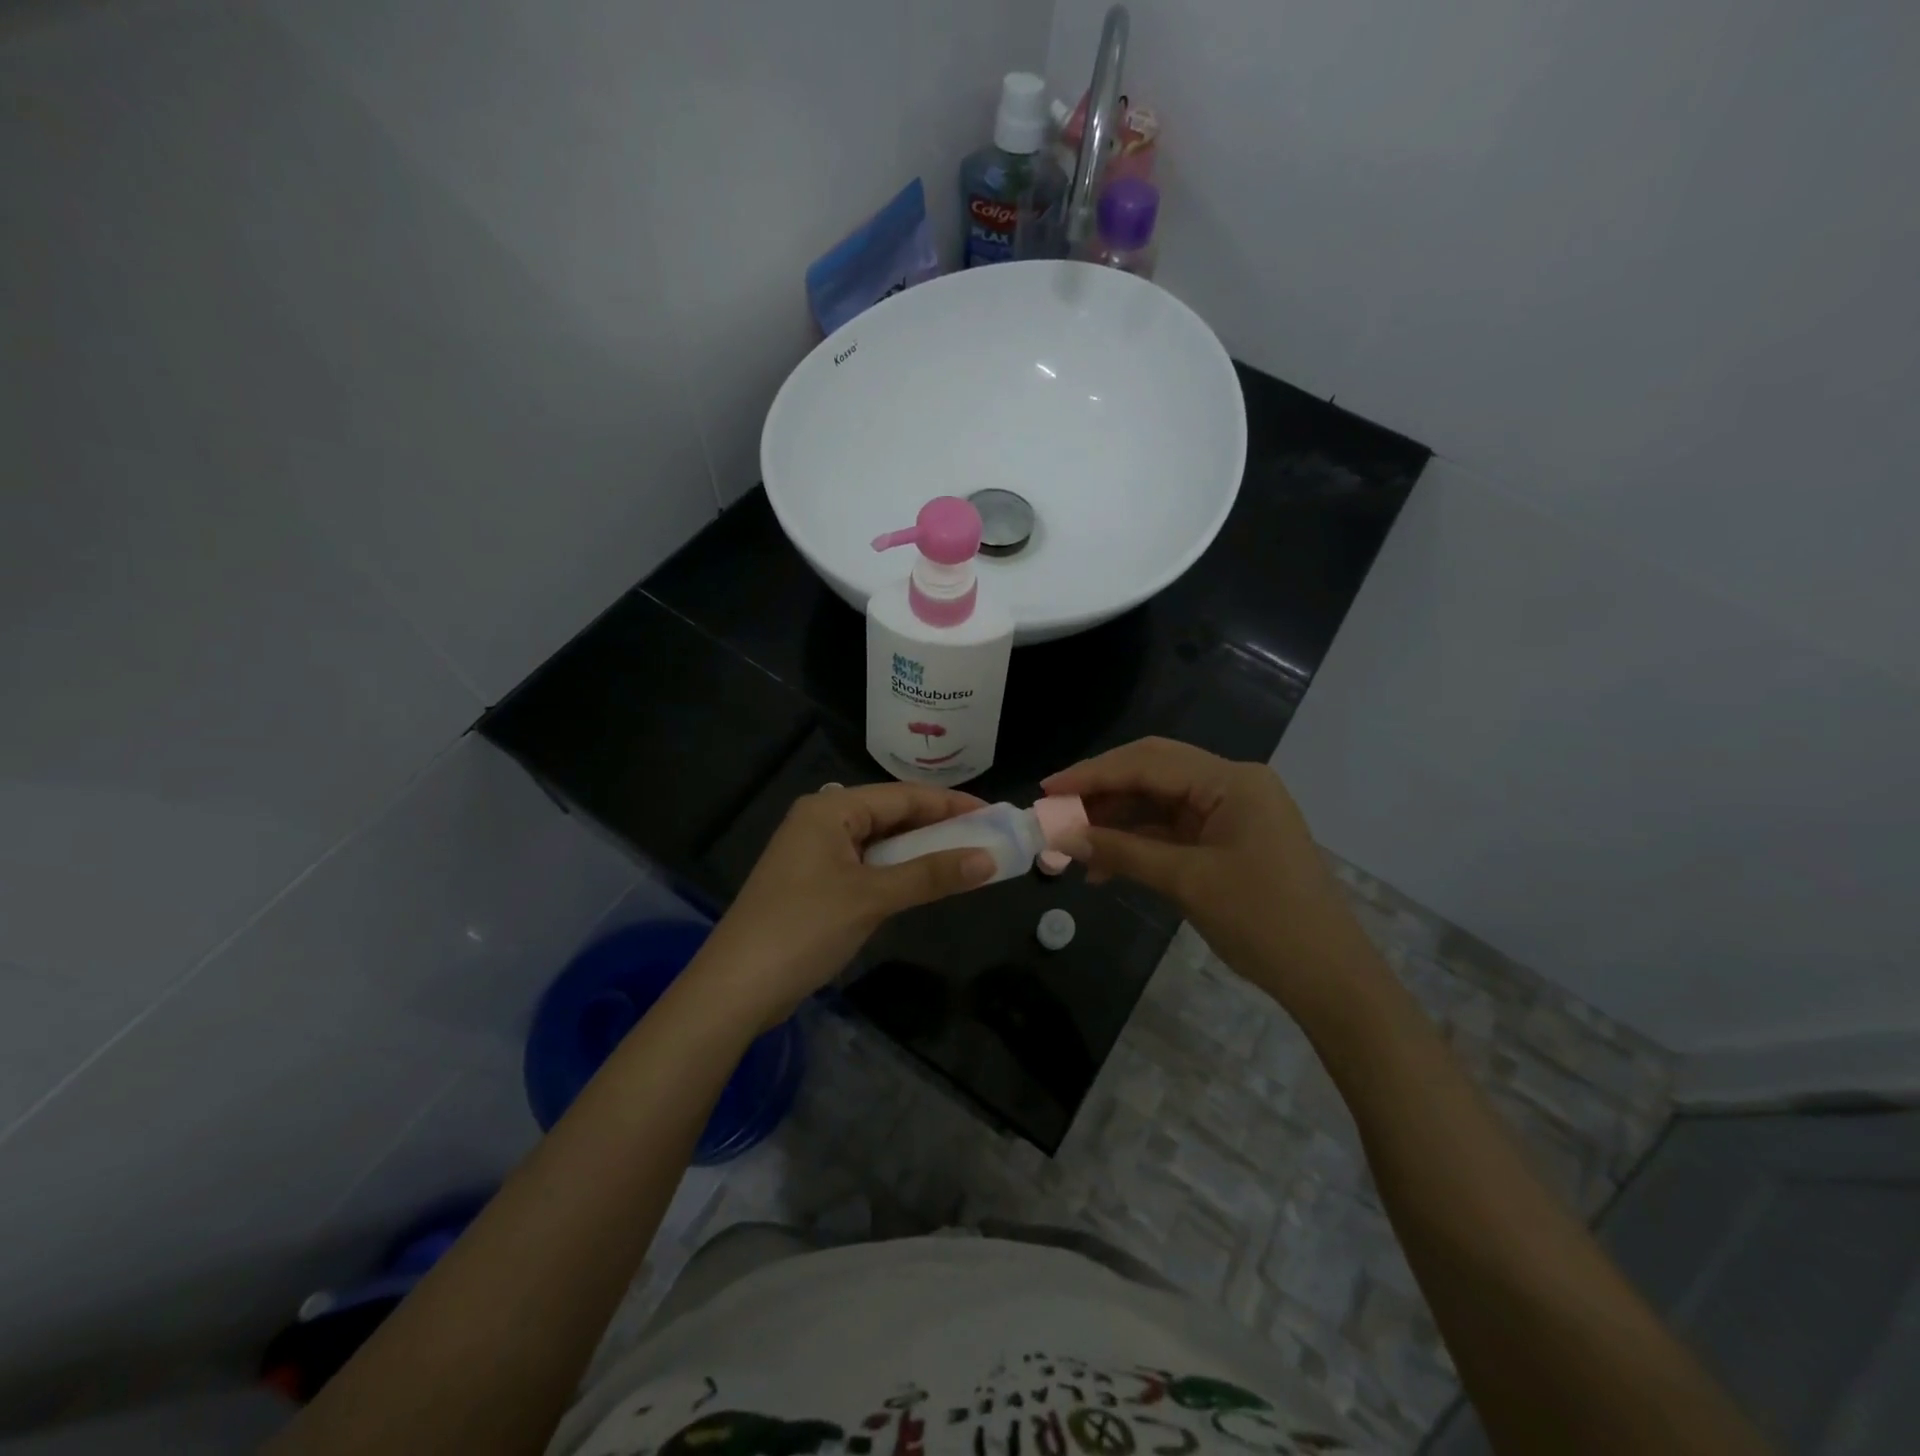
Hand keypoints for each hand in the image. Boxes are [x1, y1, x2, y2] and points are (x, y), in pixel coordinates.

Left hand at [686, 782, 995, 1030]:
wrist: (735, 988)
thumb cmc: (804, 928)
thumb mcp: (872, 898)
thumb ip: (931, 874)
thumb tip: (988, 859)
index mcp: (831, 809)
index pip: (904, 795)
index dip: (951, 804)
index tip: (994, 814)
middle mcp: (822, 820)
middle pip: (892, 814)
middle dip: (938, 826)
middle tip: (986, 837)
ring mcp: (815, 852)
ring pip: (880, 842)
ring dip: (920, 851)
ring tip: (965, 857)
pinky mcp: (813, 882)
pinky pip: (866, 865)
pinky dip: (897, 871)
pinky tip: (923, 881)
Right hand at [1043, 737, 1378, 1008]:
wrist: (1329, 978)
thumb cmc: (1264, 921)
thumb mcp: (1186, 882)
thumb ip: (1122, 852)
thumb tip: (1062, 838)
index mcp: (1231, 781)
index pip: (1148, 762)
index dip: (1093, 774)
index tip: (1047, 789)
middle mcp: (1231, 784)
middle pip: (1152, 773)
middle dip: (1101, 792)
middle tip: (1055, 811)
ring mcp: (1231, 812)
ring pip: (1158, 802)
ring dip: (1116, 821)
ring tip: (1072, 845)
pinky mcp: (1227, 840)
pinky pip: (1172, 830)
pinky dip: (1138, 843)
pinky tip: (1104, 864)